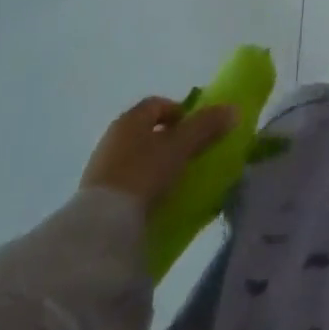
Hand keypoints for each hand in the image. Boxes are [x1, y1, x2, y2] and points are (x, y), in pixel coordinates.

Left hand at [82, 97, 234, 210]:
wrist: (101, 226)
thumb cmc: (144, 172)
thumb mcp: (181, 146)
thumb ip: (207, 126)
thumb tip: (234, 109)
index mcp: (131, 118)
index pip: (157, 104)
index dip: (179, 111)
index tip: (195, 129)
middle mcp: (113, 136)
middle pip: (146, 130)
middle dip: (168, 139)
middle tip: (188, 155)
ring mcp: (100, 167)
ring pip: (135, 156)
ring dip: (154, 164)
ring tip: (173, 182)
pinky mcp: (94, 196)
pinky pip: (125, 182)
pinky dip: (141, 186)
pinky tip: (153, 202)